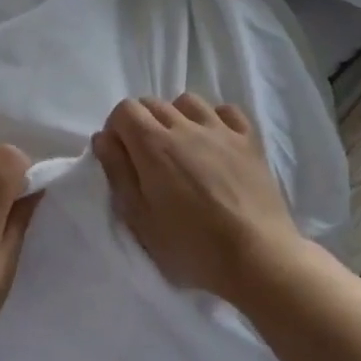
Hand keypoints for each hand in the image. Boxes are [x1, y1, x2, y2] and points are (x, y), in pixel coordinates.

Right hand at [91, 95, 306, 304]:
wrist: (257, 257)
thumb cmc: (190, 246)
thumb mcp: (140, 219)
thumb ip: (118, 173)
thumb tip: (103, 138)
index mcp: (153, 146)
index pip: (125, 110)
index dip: (117, 128)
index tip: (120, 155)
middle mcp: (186, 127)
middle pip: (154, 103)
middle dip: (141, 123)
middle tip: (146, 159)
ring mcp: (221, 131)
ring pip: (188, 102)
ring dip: (176, 117)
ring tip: (180, 148)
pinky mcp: (250, 141)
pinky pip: (226, 111)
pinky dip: (213, 119)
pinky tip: (213, 143)